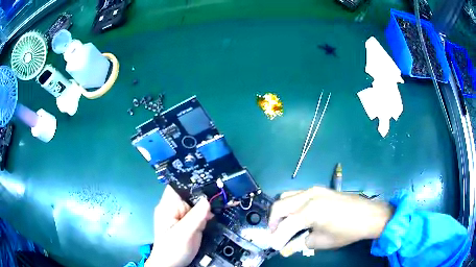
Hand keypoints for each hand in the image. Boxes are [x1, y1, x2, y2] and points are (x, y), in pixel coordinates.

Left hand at [145, 185, 212, 266]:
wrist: (172, 264)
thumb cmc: (172, 249)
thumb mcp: (183, 234)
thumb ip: (194, 218)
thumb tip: (207, 200)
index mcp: (168, 206)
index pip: (177, 185)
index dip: (191, 180)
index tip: (208, 177)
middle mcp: (175, 208)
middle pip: (190, 193)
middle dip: (204, 192)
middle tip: (220, 189)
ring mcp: (184, 215)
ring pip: (197, 203)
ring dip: (209, 202)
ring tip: (223, 199)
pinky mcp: (191, 223)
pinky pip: (201, 213)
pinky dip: (209, 213)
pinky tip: (217, 213)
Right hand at [269, 187, 392, 254]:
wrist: (368, 215)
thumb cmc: (346, 231)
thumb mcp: (321, 242)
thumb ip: (299, 244)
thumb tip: (284, 248)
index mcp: (309, 211)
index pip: (284, 226)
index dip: (277, 238)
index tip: (275, 247)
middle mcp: (308, 196)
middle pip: (279, 206)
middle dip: (273, 222)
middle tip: (275, 234)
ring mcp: (313, 189)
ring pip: (286, 196)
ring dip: (281, 211)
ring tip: (284, 225)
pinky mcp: (319, 188)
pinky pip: (296, 194)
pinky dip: (290, 205)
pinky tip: (296, 215)